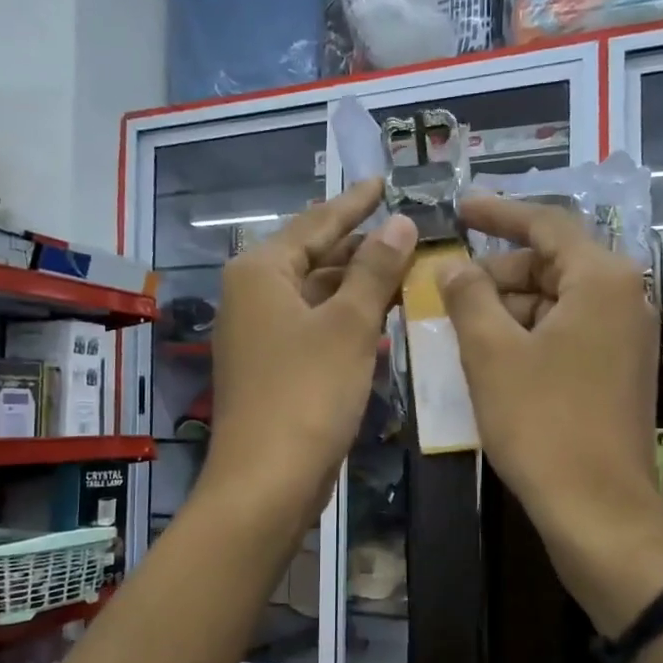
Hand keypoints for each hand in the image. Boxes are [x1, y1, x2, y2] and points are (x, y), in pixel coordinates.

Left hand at [199, 180, 415, 539]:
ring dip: (359, 285)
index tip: (385, 181)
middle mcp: (252, 295)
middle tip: (409, 231)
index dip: (354, 202)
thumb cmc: (307, 394)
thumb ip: (376, 270)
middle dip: (362, 247)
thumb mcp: (349, 326)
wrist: (267, 481)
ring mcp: (260, 334)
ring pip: (317, 295)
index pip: (316, 222)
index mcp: (260, 272)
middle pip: (314, 257)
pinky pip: (315, 326)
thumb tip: (399, 221)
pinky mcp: (273, 368)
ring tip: (407, 269)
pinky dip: (347, 319)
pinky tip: (383, 318)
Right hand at [437, 197, 662, 636]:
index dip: (497, 213)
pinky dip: (528, 336)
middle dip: (497, 273)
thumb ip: (469, 297)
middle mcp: (625, 299)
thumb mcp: (492, 354)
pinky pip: (567, 334)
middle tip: (446, 289)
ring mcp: (626, 339)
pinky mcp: (619, 373)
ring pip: (556, 303)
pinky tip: (491, 358)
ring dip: (507, 309)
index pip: (546, 225)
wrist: (598, 511)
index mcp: (602, 279)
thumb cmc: (542, 424)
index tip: (458, 208)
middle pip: (552, 265)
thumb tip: (453, 264)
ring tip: (459, 328)